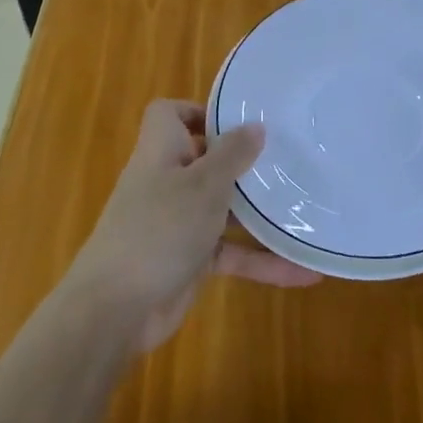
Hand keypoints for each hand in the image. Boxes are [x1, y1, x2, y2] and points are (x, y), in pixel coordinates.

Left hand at [64, 100, 319, 351]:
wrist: (116, 309)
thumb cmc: (160, 228)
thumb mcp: (204, 185)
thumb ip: (232, 154)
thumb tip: (255, 125)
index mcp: (161, 152)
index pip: (169, 115)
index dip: (198, 112)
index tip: (237, 121)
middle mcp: (168, 182)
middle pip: (204, 159)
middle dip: (242, 161)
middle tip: (286, 158)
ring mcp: (177, 222)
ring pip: (223, 208)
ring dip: (260, 213)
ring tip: (305, 207)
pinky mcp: (189, 260)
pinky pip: (231, 252)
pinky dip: (262, 261)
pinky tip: (304, 272)